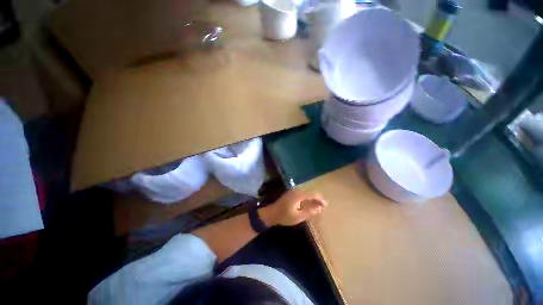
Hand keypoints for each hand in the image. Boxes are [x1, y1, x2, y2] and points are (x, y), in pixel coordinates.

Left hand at [260, 190, 326, 226]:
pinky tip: (309, 204)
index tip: (326, 204)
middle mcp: (296, 191)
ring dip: (312, 199)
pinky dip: (307, 199)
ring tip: (318, 206)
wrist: (271, 213)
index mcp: (298, 195)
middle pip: (309, 193)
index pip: (312, 194)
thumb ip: (310, 211)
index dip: (320, 199)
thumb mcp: (298, 216)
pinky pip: (302, 195)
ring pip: (306, 194)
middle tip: (323, 206)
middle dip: (317, 199)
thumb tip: (320, 208)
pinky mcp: (291, 194)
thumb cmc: (285, 216)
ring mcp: (293, 192)